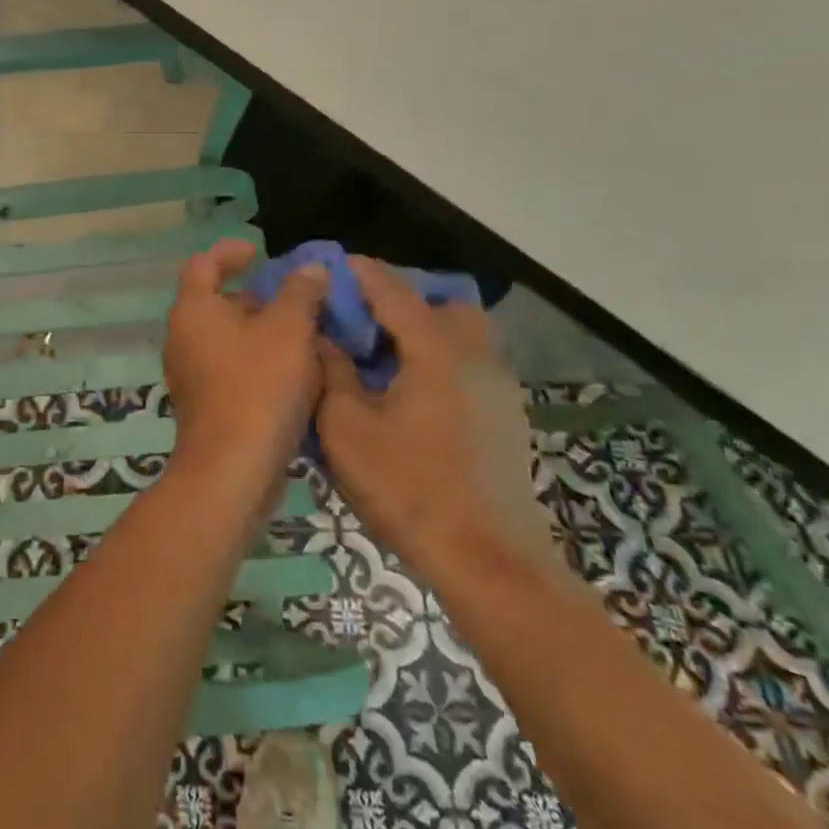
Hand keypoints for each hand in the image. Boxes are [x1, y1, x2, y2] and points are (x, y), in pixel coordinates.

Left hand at [161, 238, 327, 510]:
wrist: (233, 468)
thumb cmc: (258, 386)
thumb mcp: (288, 330)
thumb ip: (300, 293)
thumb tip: (309, 269)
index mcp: (193, 310)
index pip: (203, 264)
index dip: (230, 252)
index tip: (260, 252)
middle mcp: (183, 337)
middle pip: (218, 302)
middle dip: (258, 297)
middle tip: (297, 299)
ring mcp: (191, 373)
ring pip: (229, 338)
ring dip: (263, 332)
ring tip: (306, 336)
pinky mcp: (205, 403)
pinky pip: (232, 368)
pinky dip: (259, 361)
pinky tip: (296, 374)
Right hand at [316, 258, 558, 577]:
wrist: (490, 563)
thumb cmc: (409, 490)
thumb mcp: (347, 429)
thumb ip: (332, 373)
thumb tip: (322, 338)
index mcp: (436, 350)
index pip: (394, 290)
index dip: (360, 272)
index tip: (332, 264)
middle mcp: (475, 356)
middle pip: (444, 302)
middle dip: (403, 298)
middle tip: (363, 319)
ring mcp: (498, 388)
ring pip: (463, 334)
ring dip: (424, 330)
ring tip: (383, 357)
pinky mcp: (506, 417)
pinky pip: (470, 365)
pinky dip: (439, 359)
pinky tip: (410, 395)